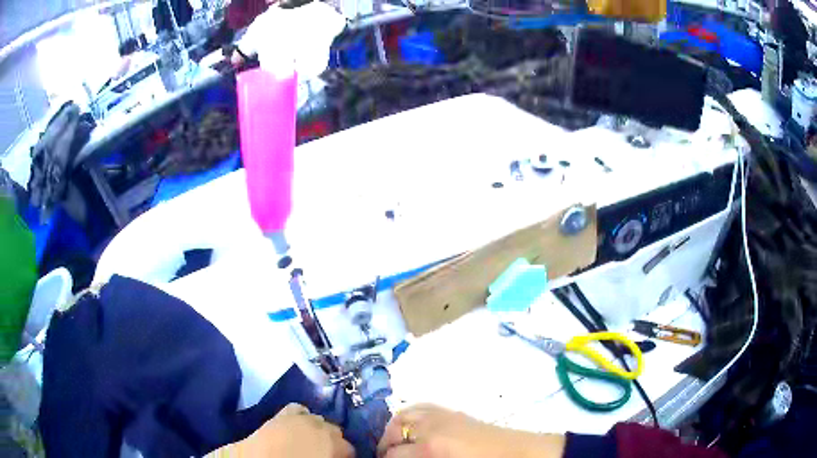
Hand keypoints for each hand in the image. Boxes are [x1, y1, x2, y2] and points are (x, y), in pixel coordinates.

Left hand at [210, 403, 353, 457]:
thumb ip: (331, 455)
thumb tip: (331, 453)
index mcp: (334, 443)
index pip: (350, 448)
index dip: (344, 455)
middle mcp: (320, 426)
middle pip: (334, 429)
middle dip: (331, 440)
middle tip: (323, 453)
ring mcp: (297, 418)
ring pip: (314, 417)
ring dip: (314, 427)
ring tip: (308, 441)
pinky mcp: (278, 415)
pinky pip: (295, 410)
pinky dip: (297, 417)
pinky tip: (294, 426)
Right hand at [377, 404, 564, 457]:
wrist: (520, 453)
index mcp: (430, 447)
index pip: (392, 454)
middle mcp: (431, 426)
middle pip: (394, 431)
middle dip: (386, 446)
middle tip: (387, 456)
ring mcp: (442, 414)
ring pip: (404, 415)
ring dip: (395, 429)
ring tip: (395, 444)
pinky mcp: (452, 411)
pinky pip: (420, 407)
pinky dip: (409, 416)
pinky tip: (411, 428)